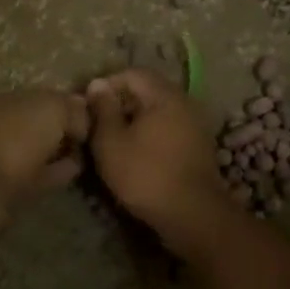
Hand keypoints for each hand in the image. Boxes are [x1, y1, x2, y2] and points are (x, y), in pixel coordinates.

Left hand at [0, 91, 89, 250]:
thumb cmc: (10, 141)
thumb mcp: (49, 109)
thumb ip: (71, 108)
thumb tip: (84, 115)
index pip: (39, 97)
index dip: (67, 103)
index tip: (93, 113)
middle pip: (36, 123)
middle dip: (61, 128)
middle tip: (92, 136)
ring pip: (36, 151)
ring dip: (58, 151)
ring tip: (85, 154)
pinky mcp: (2, 190)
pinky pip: (36, 175)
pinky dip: (55, 172)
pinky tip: (74, 171)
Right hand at [84, 69, 235, 251]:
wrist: (193, 214)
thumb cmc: (145, 174)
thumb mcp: (111, 142)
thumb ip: (103, 110)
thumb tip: (97, 84)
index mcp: (164, 95)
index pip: (133, 73)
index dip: (108, 84)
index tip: (89, 105)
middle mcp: (185, 102)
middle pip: (148, 91)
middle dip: (121, 103)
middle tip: (99, 124)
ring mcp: (196, 125)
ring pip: (159, 112)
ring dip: (136, 121)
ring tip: (115, 141)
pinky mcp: (200, 147)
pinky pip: (170, 129)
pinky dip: (152, 135)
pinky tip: (138, 155)